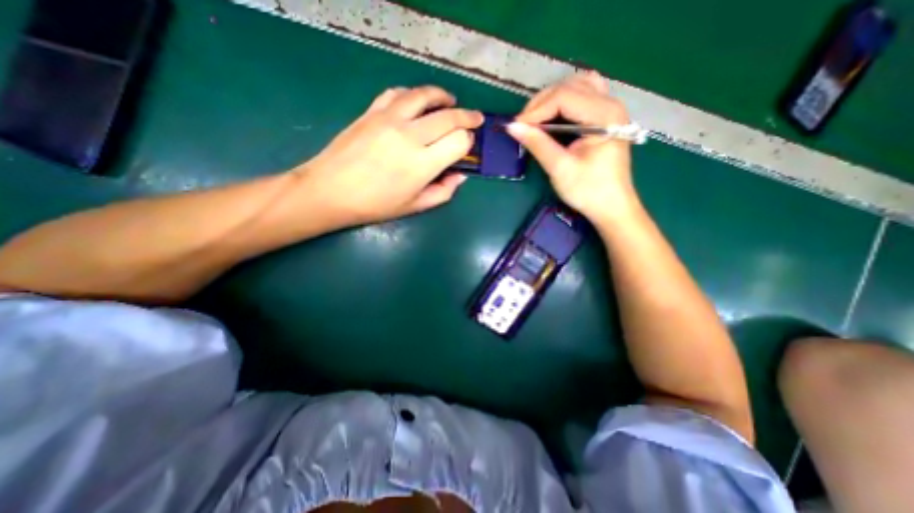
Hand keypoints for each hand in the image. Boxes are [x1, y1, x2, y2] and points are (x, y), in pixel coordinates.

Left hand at [294, 86, 479, 225]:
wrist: (331, 191)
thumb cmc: (376, 205)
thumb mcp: (415, 206)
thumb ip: (443, 192)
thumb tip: (460, 176)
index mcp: (423, 164)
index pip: (459, 141)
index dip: (468, 142)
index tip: (467, 146)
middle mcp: (410, 136)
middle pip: (449, 116)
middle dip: (468, 117)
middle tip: (475, 118)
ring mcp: (390, 119)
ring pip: (425, 96)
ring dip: (443, 97)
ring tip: (450, 101)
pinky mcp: (372, 111)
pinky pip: (398, 93)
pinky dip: (413, 94)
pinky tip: (417, 101)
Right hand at [507, 70, 641, 223]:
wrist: (612, 206)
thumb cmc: (588, 191)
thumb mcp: (560, 168)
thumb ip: (538, 144)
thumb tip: (512, 127)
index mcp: (604, 115)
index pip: (564, 97)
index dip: (537, 109)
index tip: (517, 126)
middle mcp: (611, 104)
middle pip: (570, 87)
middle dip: (542, 103)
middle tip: (523, 124)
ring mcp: (610, 109)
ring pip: (577, 86)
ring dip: (553, 98)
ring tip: (536, 118)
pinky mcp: (606, 118)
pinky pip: (585, 95)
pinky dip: (566, 100)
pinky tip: (555, 114)